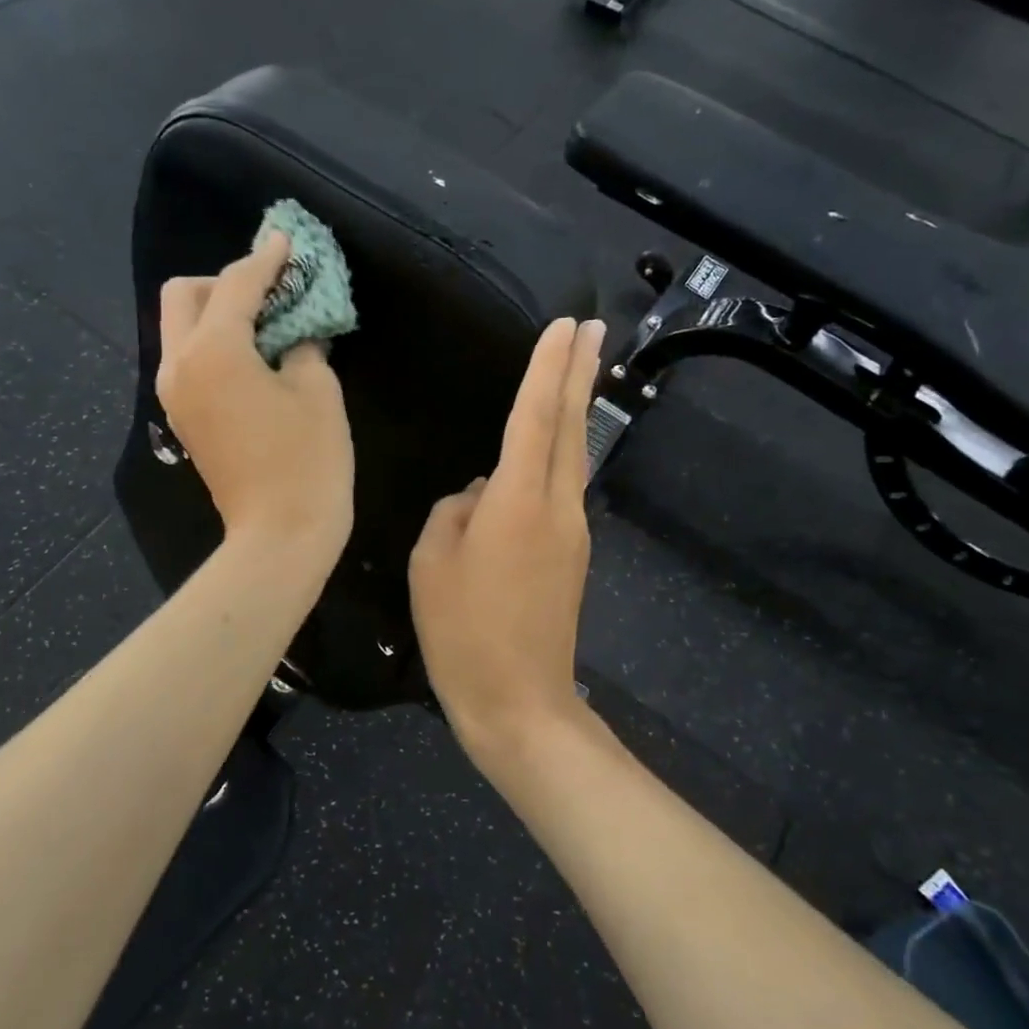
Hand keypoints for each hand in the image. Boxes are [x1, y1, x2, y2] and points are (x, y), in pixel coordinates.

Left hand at [157, 232, 354, 564]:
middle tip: (270, 294)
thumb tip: (294, 334)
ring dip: (217, 314)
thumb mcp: (317, 391)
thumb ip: (302, 345)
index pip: (237, 285)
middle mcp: (179, 364)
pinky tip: (253, 359)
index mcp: (213, 350)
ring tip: (266, 326)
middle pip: (185, 295)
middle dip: (225, 283)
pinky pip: (189, 360)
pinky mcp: (183, 418)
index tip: (286, 242)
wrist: (280, 536)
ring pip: (181, 328)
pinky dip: (214, 345)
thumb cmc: (308, 461)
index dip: (266, 260)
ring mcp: (174, 394)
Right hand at [409, 317, 605, 765]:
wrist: (520, 702)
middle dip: (581, 372)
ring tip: (575, 371)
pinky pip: (562, 490)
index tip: (566, 326)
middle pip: (570, 426)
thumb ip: (454, 513)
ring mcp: (572, 532)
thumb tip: (479, 495)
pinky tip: (542, 453)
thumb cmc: (464, 633)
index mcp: (518, 501)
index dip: (547, 368)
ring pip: (573, 456)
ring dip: (574, 410)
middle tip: (595, 326)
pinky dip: (558, 455)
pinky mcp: (572, 557)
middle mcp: (556, 507)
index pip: (535, 416)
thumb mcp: (433, 565)